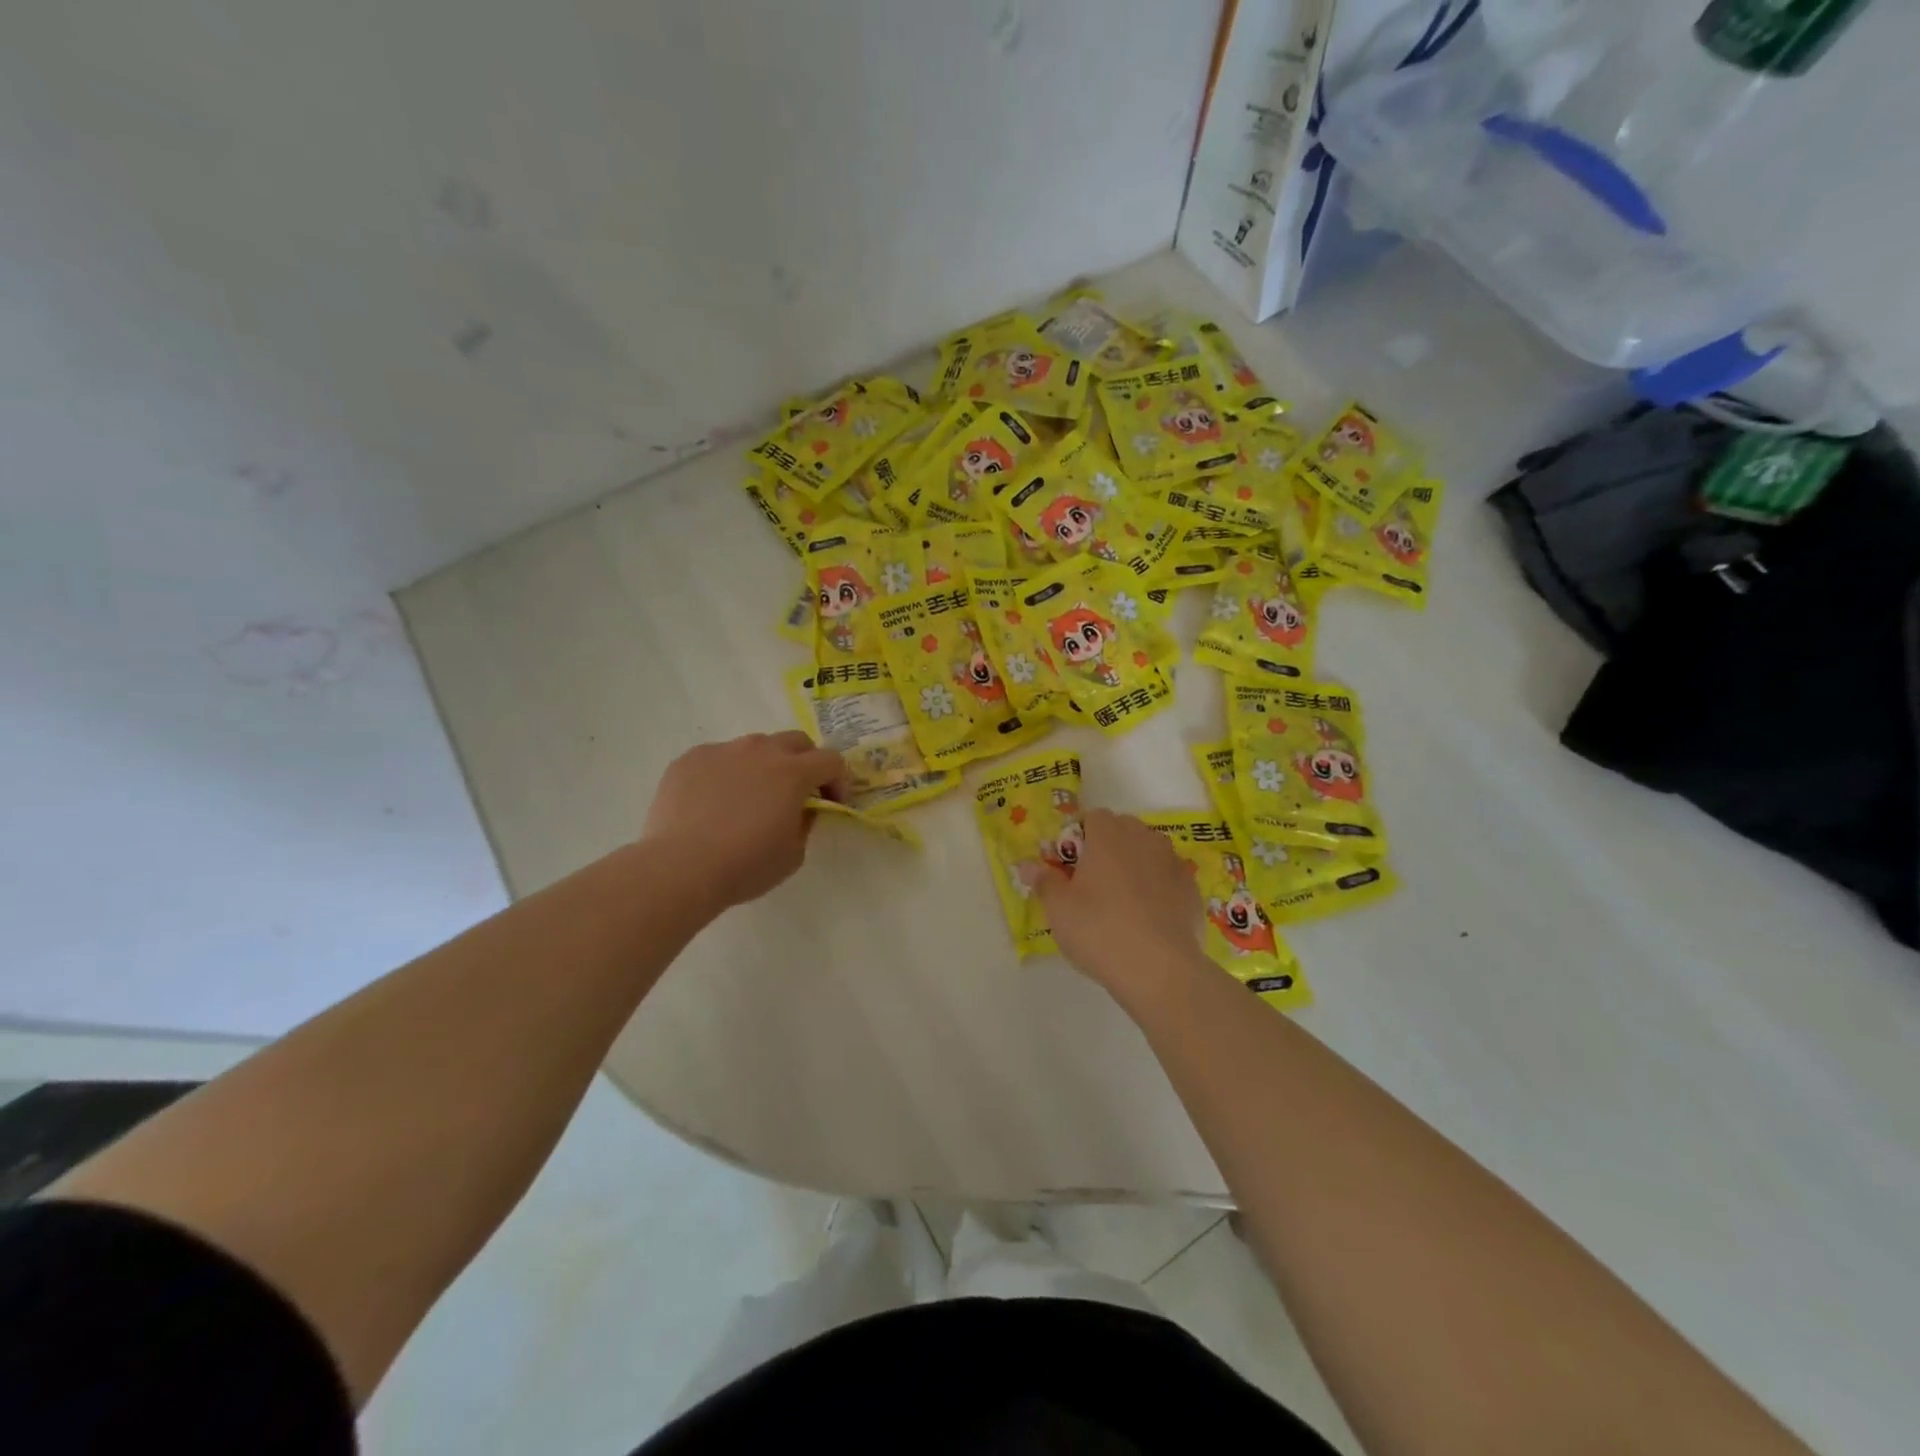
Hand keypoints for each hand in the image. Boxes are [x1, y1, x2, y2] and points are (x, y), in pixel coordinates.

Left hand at [642, 732, 844, 911]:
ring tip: (749, 797)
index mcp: (793, 772)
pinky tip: (713, 803)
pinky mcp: (689, 759)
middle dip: (805, 761)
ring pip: (754, 746)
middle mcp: (760, 750)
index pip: (831, 760)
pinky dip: (725, 773)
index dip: (838, 780)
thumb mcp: (793, 854)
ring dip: (763, 765)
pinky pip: (717, 758)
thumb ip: (805, 823)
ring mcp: (722, 751)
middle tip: (796, 792)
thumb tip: (800, 809)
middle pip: (796, 741)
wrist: (680, 867)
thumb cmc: (745, 865)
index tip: (832, 802)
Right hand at [1030, 809, 1203, 993]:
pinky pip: (1168, 878)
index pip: (1093, 817)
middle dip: (1108, 848)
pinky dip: (1158, 889)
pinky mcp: (1192, 889)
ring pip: (1149, 852)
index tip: (1071, 867)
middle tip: (1093, 885)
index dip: (1080, 838)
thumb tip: (1026, 864)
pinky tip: (1149, 919)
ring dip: (1135, 865)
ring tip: (1122, 902)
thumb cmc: (1100, 930)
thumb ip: (1044, 881)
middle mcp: (1144, 839)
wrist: (1160, 970)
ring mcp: (1173, 863)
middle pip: (1124, 830)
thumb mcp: (1059, 909)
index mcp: (1109, 835)